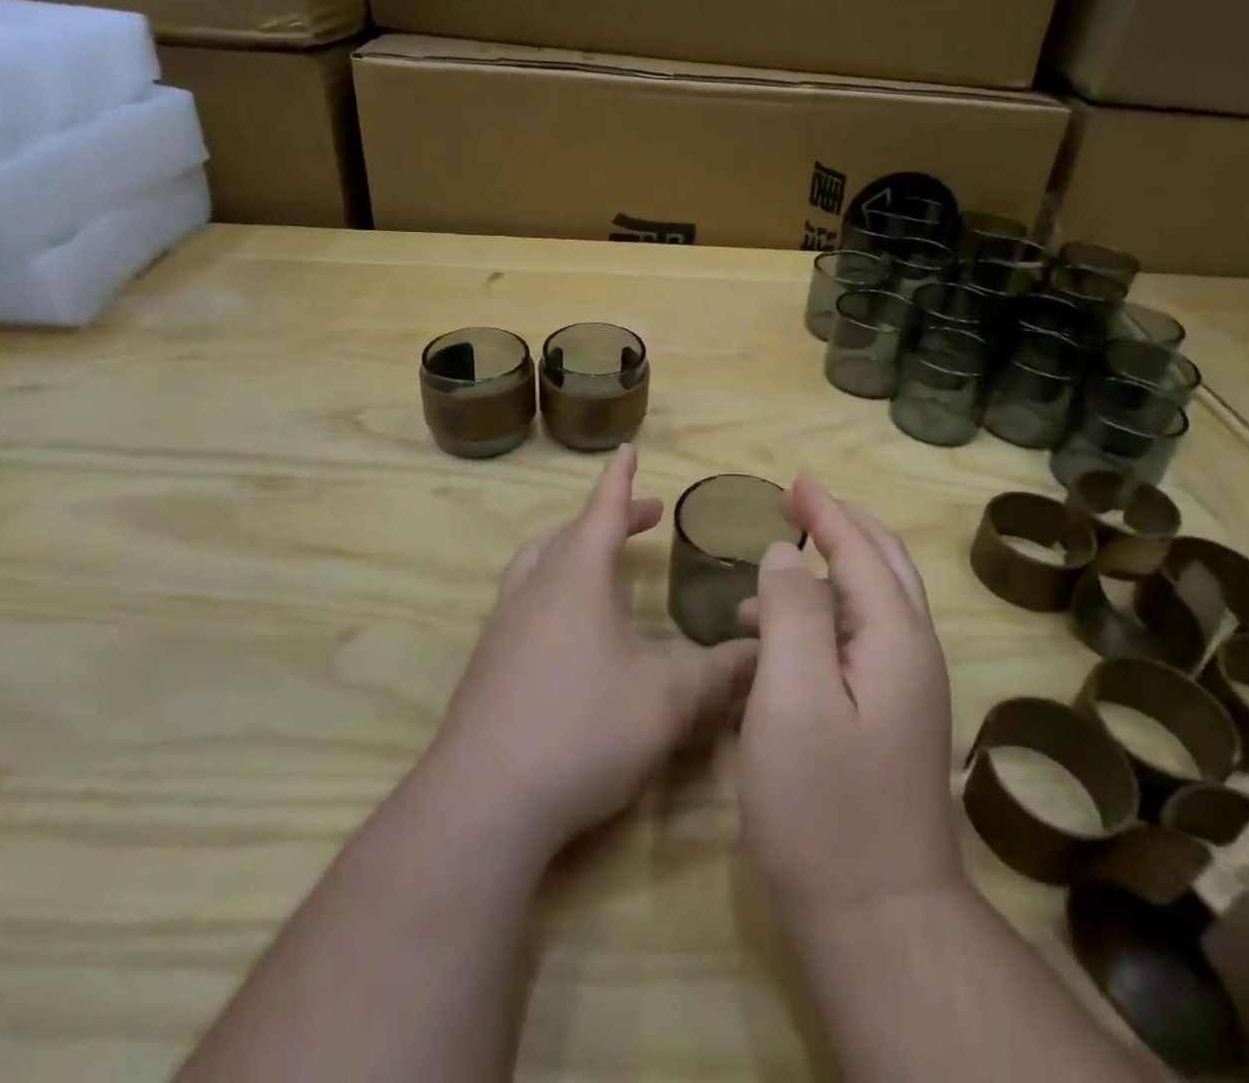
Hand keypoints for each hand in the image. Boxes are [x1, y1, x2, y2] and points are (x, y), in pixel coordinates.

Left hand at [427, 445, 759, 855]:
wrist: (484, 799)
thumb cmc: (583, 728)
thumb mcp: (667, 699)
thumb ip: (720, 673)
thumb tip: (764, 651)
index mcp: (577, 576)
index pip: (602, 509)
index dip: (621, 479)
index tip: (628, 450)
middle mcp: (536, 586)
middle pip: (572, 532)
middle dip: (610, 517)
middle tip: (644, 517)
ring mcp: (505, 622)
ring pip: (540, 562)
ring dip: (574, 547)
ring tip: (604, 560)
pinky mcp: (489, 660)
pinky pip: (526, 597)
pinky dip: (555, 586)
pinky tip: (573, 628)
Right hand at [737, 477, 962, 928]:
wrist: (878, 919)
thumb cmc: (824, 804)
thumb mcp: (792, 696)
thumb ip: (792, 612)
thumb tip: (787, 555)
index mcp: (895, 637)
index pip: (860, 549)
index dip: (825, 511)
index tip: (793, 483)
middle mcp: (912, 653)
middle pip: (883, 564)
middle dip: (841, 526)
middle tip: (795, 506)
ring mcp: (907, 689)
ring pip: (872, 603)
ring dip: (826, 574)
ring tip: (765, 578)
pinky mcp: (891, 718)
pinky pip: (860, 641)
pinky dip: (824, 618)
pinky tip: (778, 642)